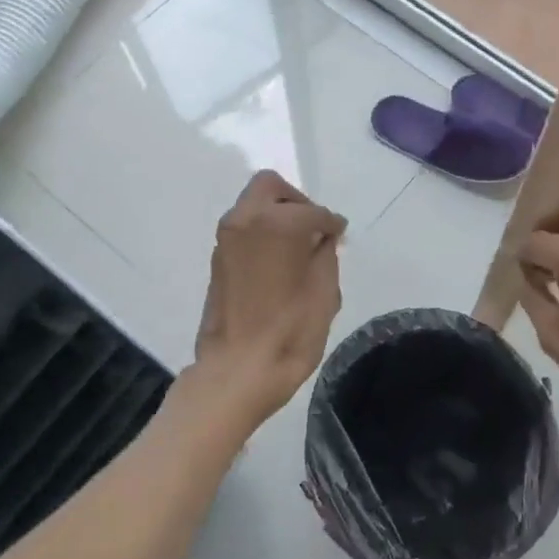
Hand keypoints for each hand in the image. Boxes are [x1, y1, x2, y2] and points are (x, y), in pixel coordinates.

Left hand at [192, 170, 346, 422]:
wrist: (238, 370)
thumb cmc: (290, 330)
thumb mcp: (325, 290)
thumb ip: (325, 253)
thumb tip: (321, 238)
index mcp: (276, 222)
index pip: (313, 211)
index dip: (332, 223)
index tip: (340, 236)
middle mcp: (244, 220)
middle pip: (271, 188)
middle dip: (297, 202)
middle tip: (315, 230)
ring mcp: (226, 239)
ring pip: (253, 207)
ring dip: (277, 217)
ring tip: (299, 249)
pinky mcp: (217, 260)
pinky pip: (244, 230)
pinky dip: (263, 235)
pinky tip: (280, 264)